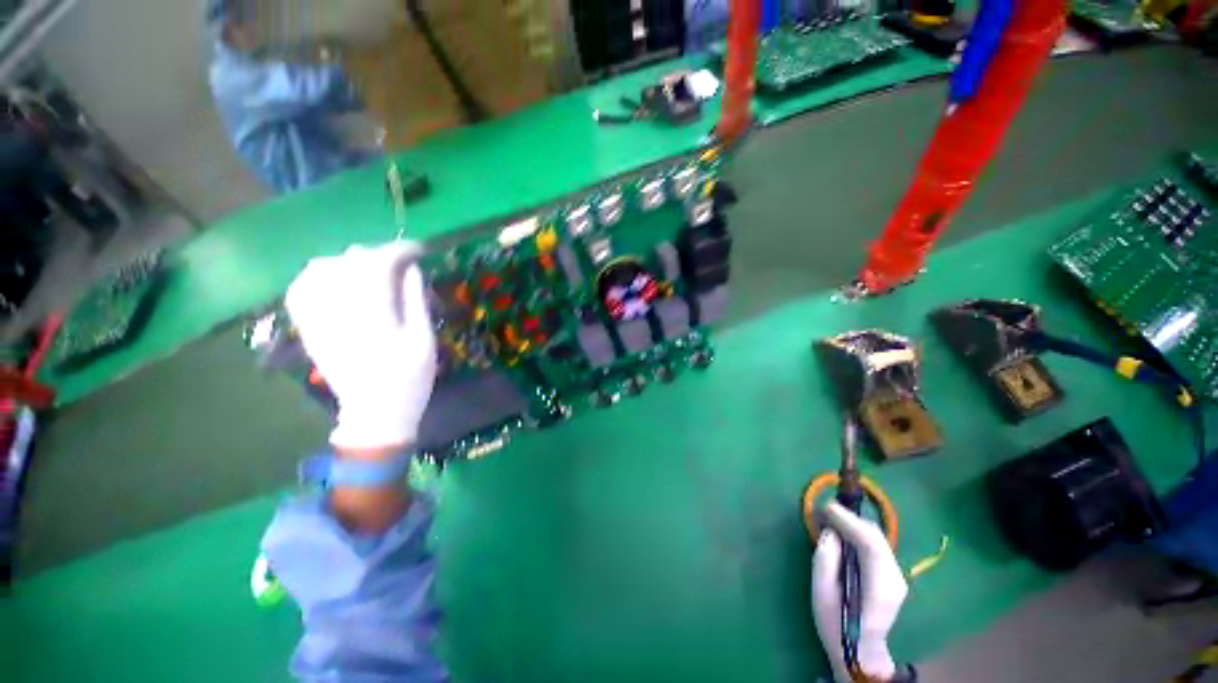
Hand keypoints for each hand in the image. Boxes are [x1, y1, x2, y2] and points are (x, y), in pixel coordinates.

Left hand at [285, 241, 436, 450]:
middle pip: (350, 262)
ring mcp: (316, 317)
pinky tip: (339, 279)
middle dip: (379, 255)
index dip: (399, 251)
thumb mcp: (424, 340)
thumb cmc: (409, 379)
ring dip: (350, 262)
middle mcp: (337, 310)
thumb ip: (415, 300)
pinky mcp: (308, 326)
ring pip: (321, 268)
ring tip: (373, 271)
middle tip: (402, 264)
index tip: (418, 250)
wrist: (374, 413)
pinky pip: (302, 286)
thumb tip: (411, 268)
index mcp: (372, 315)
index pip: (378, 264)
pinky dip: (321, 274)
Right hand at [812, 501, 908, 682]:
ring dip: (854, 525)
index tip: (827, 507)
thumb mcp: (822, 595)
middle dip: (851, 518)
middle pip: (876, 537)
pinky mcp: (891, 575)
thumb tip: (829, 533)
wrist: (862, 653)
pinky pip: (876, 545)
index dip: (849, 521)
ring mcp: (897, 577)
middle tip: (825, 510)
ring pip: (877, 539)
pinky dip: (859, 534)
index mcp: (880, 586)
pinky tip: (844, 533)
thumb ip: (825, 561)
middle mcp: (895, 578)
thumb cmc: (838, 626)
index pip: (870, 544)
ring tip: (831, 518)